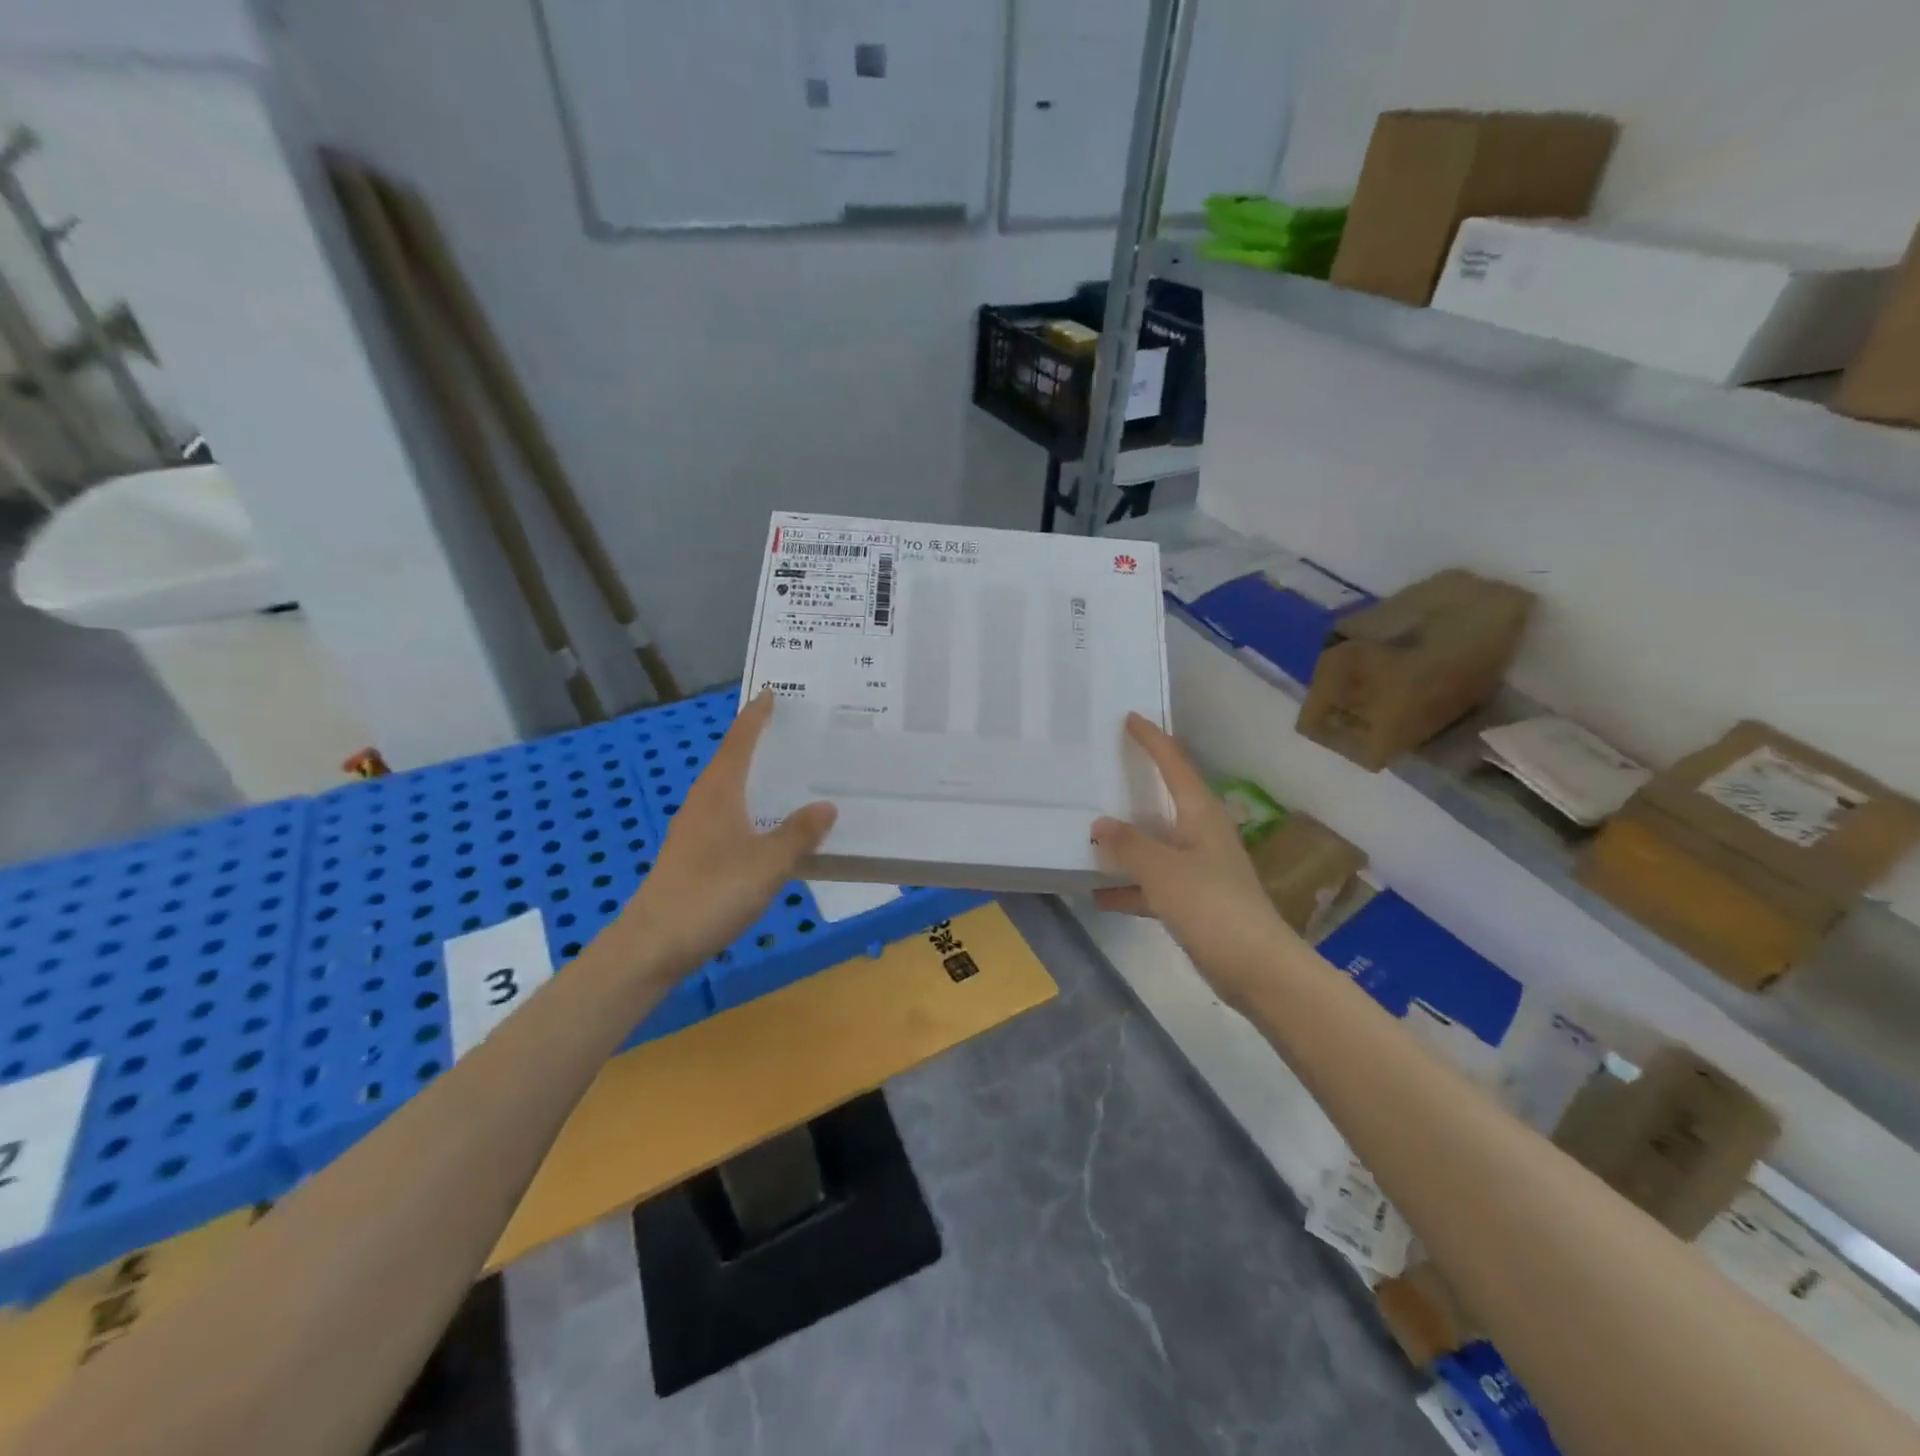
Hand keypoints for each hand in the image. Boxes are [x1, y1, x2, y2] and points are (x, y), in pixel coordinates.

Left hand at [625, 691, 835, 970]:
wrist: (653, 944)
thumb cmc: (711, 894)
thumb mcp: (767, 863)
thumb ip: (799, 833)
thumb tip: (826, 805)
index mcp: (719, 792)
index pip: (739, 741)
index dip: (756, 717)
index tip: (771, 693)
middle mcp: (704, 803)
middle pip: (732, 761)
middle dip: (758, 742)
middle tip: (793, 730)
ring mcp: (695, 830)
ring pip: (730, 791)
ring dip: (755, 777)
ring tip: (788, 773)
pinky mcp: (694, 855)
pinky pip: (729, 816)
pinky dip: (752, 808)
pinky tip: (770, 827)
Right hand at [1091, 714, 1296, 1009]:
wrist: (1257, 968)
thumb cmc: (1212, 907)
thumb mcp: (1163, 870)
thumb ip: (1129, 845)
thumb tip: (1100, 824)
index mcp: (1200, 816)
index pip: (1175, 764)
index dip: (1153, 740)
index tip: (1130, 718)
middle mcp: (1201, 835)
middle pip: (1165, 800)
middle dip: (1136, 785)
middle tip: (1104, 767)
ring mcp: (1198, 869)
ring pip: (1156, 844)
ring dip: (1126, 842)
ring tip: (1089, 832)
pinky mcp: (1194, 902)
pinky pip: (1153, 884)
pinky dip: (1129, 887)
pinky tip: (1098, 895)